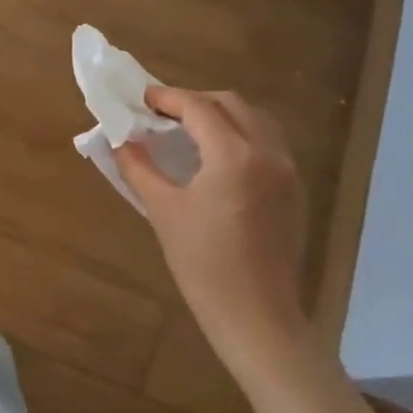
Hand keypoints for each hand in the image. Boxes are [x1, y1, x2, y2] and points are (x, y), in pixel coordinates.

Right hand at [113, 88, 308, 371]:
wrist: (255, 314)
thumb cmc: (202, 263)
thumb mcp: (162, 211)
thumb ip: (139, 168)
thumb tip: (120, 140)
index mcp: (234, 156)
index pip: (199, 108)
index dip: (167, 98)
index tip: (142, 98)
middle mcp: (267, 153)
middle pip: (231, 104)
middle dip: (195, 101)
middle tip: (161, 113)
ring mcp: (286, 171)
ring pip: (255, 120)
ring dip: (221, 115)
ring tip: (188, 130)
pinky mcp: (293, 190)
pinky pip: (267, 143)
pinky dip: (239, 134)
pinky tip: (215, 157)